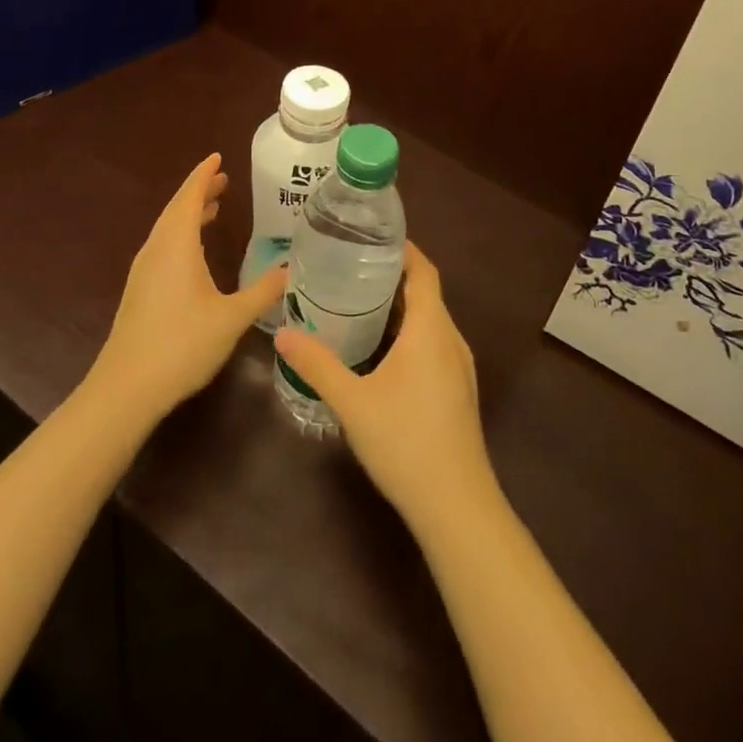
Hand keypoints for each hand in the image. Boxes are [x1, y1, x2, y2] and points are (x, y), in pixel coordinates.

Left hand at [93, 153, 285, 423]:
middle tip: (224, 179)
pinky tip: (194, 252)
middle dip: (199, 191)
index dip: (204, 175)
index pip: (190, 197)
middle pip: (177, 209)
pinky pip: (163, 246)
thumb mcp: (231, 318)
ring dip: (189, 213)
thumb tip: (289, 270)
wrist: (126, 388)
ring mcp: (144, 271)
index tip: (217, 157)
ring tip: (214, 208)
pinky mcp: (139, 291)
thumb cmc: (181, 345)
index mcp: (176, 246)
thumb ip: (262, 292)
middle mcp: (157, 250)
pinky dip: (181, 234)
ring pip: (167, 229)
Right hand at [274, 243, 499, 534]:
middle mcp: (451, 339)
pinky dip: (411, 333)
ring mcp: (460, 367)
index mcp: (431, 329)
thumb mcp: (353, 401)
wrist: (456, 504)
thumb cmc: (405, 441)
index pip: (424, 271)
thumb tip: (282, 334)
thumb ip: (318, 364)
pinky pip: (435, 344)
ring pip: (432, 321)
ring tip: (361, 302)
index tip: (374, 236)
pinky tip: (383, 350)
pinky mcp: (459, 390)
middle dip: (394, 276)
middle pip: (427, 293)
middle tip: (352, 267)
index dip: (404, 249)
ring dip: (403, 307)